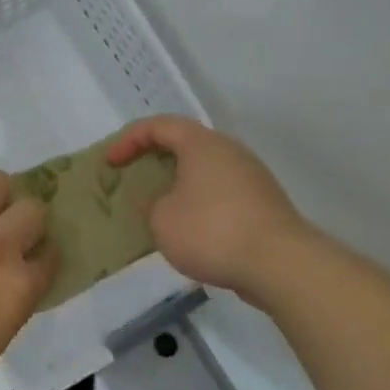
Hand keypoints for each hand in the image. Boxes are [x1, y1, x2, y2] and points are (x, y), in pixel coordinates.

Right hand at [105, 116, 312, 303]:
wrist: (280, 263)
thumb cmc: (212, 231)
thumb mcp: (162, 220)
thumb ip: (152, 204)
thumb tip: (162, 201)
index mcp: (201, 143)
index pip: (159, 125)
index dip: (129, 140)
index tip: (110, 163)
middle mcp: (229, 150)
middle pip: (185, 144)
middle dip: (154, 159)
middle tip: (133, 179)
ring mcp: (251, 176)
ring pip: (204, 170)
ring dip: (178, 184)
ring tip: (159, 208)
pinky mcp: (262, 203)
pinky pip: (221, 192)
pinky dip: (199, 202)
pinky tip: (189, 229)